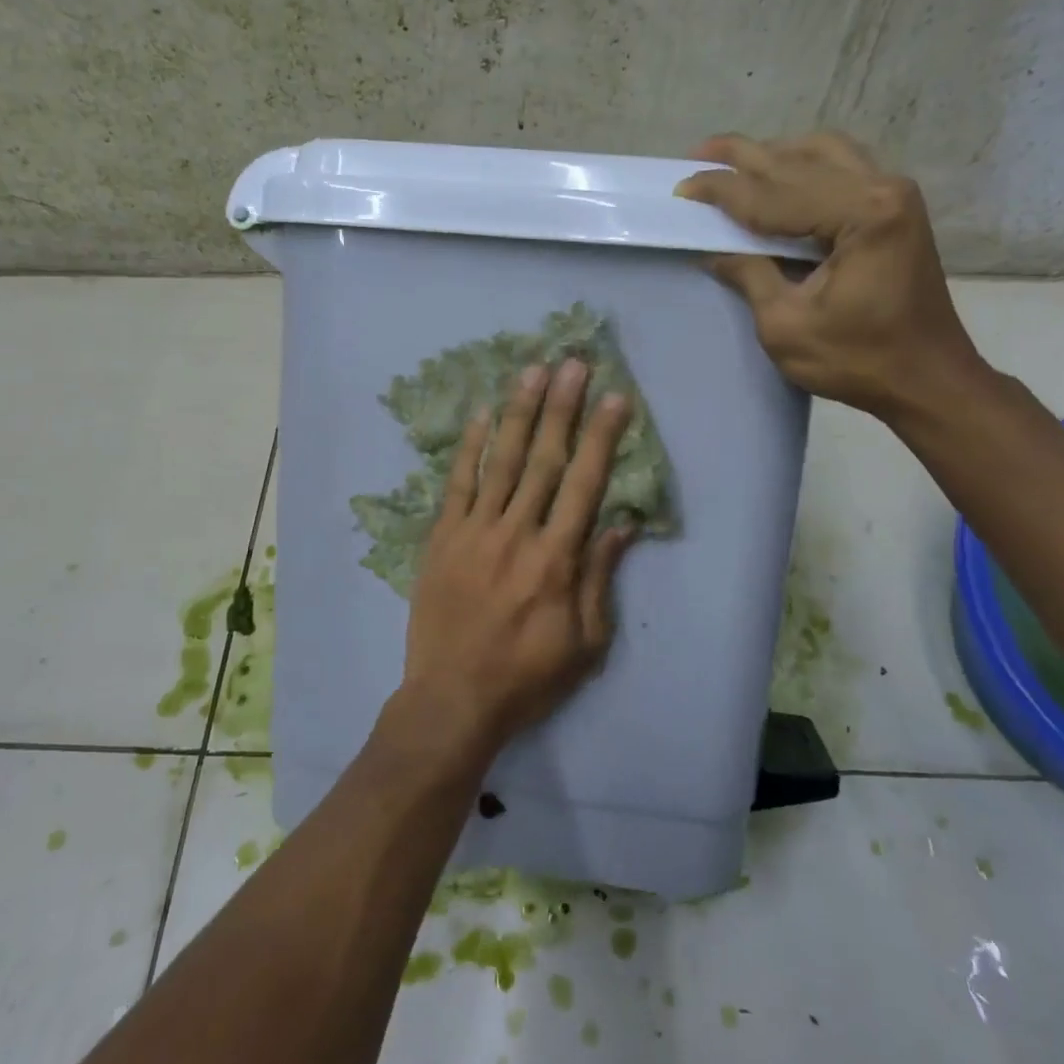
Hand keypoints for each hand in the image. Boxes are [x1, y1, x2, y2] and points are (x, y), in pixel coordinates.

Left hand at [399, 359, 636, 758]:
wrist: (452, 700)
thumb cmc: (528, 678)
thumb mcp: (586, 643)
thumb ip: (601, 578)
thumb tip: (620, 524)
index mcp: (557, 560)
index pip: (585, 485)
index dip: (601, 438)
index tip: (614, 397)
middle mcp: (517, 534)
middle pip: (544, 460)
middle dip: (562, 408)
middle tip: (573, 363)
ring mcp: (474, 532)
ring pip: (502, 462)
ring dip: (520, 414)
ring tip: (533, 372)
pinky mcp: (442, 539)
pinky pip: (457, 484)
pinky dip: (470, 448)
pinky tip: (482, 415)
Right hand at [675, 131, 987, 419]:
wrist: (927, 378)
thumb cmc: (858, 360)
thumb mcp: (786, 326)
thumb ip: (751, 275)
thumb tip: (714, 251)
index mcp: (861, 215)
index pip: (774, 194)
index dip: (723, 191)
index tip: (681, 188)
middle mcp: (883, 189)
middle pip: (797, 162)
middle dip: (742, 158)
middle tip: (697, 155)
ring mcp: (894, 194)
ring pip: (822, 153)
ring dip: (773, 154)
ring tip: (733, 162)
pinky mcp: (895, 208)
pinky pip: (841, 167)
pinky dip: (802, 165)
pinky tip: (778, 174)